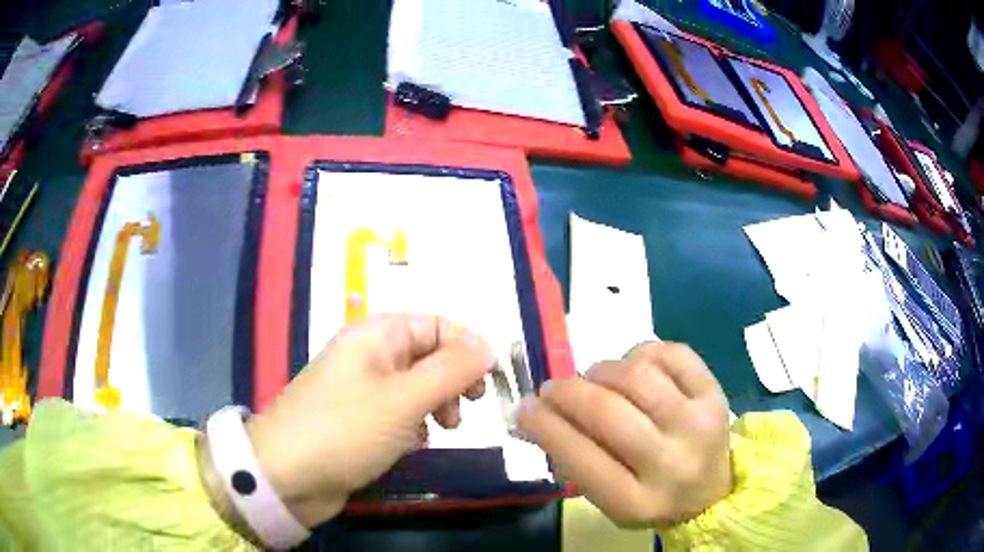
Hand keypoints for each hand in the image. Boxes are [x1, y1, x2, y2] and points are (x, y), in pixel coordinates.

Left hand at [235, 314, 493, 527]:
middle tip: (464, 408)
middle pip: (428, 354)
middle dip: (453, 379)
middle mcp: (369, 354)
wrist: (286, 475)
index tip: (489, 381)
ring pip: (416, 385)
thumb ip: (451, 370)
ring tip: (441, 430)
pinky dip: (415, 423)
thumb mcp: (405, 399)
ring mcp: (362, 388)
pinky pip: (400, 411)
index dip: (467, 347)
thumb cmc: (346, 429)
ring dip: (437, 404)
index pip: (437, 324)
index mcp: (376, 334)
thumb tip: (488, 348)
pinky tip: (415, 443)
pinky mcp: (358, 418)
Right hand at [517, 342, 731, 528]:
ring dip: (602, 371)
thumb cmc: (648, 497)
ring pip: (637, 375)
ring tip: (595, 381)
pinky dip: (640, 353)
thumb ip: (572, 460)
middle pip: (608, 411)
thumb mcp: (605, 499)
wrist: (709, 491)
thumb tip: (534, 413)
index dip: (545, 426)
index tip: (525, 408)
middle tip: (552, 389)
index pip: (580, 457)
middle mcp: (672, 463)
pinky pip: (670, 353)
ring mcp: (699, 423)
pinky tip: (633, 368)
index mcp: (636, 501)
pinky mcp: (715, 393)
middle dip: (567, 392)